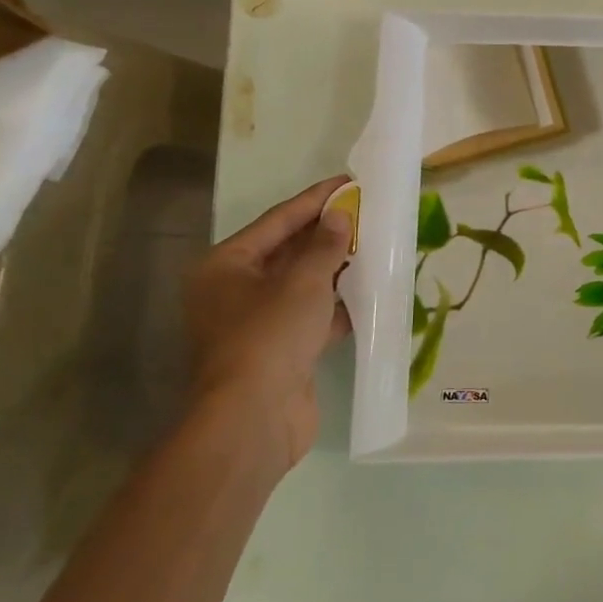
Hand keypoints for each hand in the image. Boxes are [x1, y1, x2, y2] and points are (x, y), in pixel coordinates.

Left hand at [182, 175, 353, 467]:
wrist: (253, 420)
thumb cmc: (269, 337)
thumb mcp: (303, 282)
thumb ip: (325, 246)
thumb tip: (341, 218)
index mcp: (227, 266)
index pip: (278, 220)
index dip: (315, 199)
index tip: (349, 181)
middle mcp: (236, 290)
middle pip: (289, 250)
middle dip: (328, 233)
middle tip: (367, 211)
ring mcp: (258, 323)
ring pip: (303, 284)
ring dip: (337, 268)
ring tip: (376, 245)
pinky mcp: (281, 350)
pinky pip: (313, 315)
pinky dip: (339, 304)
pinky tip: (371, 290)